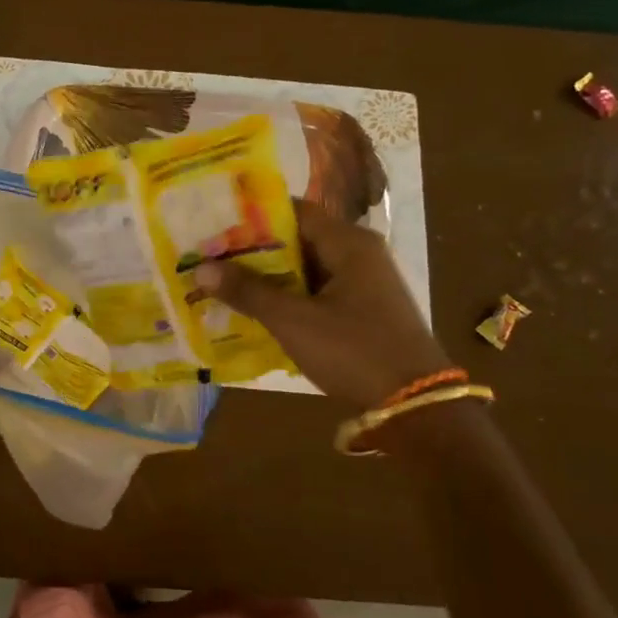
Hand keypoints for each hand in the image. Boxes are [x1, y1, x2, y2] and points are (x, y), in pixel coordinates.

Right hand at [193, 199, 446, 409]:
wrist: (416, 406)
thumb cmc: (354, 351)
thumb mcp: (294, 321)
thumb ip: (248, 291)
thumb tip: (202, 268)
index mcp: (349, 243)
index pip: (293, 211)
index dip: (252, 215)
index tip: (214, 222)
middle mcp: (358, 254)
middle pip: (297, 239)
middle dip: (253, 249)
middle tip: (209, 254)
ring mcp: (363, 284)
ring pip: (304, 268)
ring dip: (268, 276)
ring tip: (222, 280)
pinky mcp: (362, 311)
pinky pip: (316, 292)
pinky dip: (287, 296)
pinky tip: (254, 309)